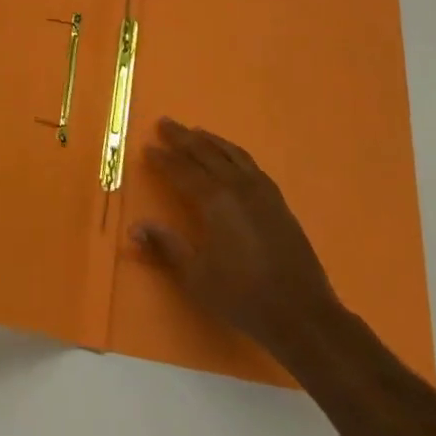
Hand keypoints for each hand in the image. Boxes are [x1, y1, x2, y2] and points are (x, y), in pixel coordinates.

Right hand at [133, 117, 340, 366]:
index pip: (182, 171)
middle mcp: (236, 186)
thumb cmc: (242, 296)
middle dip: (182, 137)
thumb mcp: (197, 276)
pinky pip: (250, 163)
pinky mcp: (278, 200)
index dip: (163, 159)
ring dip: (209, 140)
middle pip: (205, 153)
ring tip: (194, 131)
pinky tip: (231, 156)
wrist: (301, 312)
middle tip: (165, 122)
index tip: (148, 147)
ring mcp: (261, 190)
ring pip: (230, 153)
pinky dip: (233, 152)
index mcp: (214, 201)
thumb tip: (134, 227)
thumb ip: (166, 246)